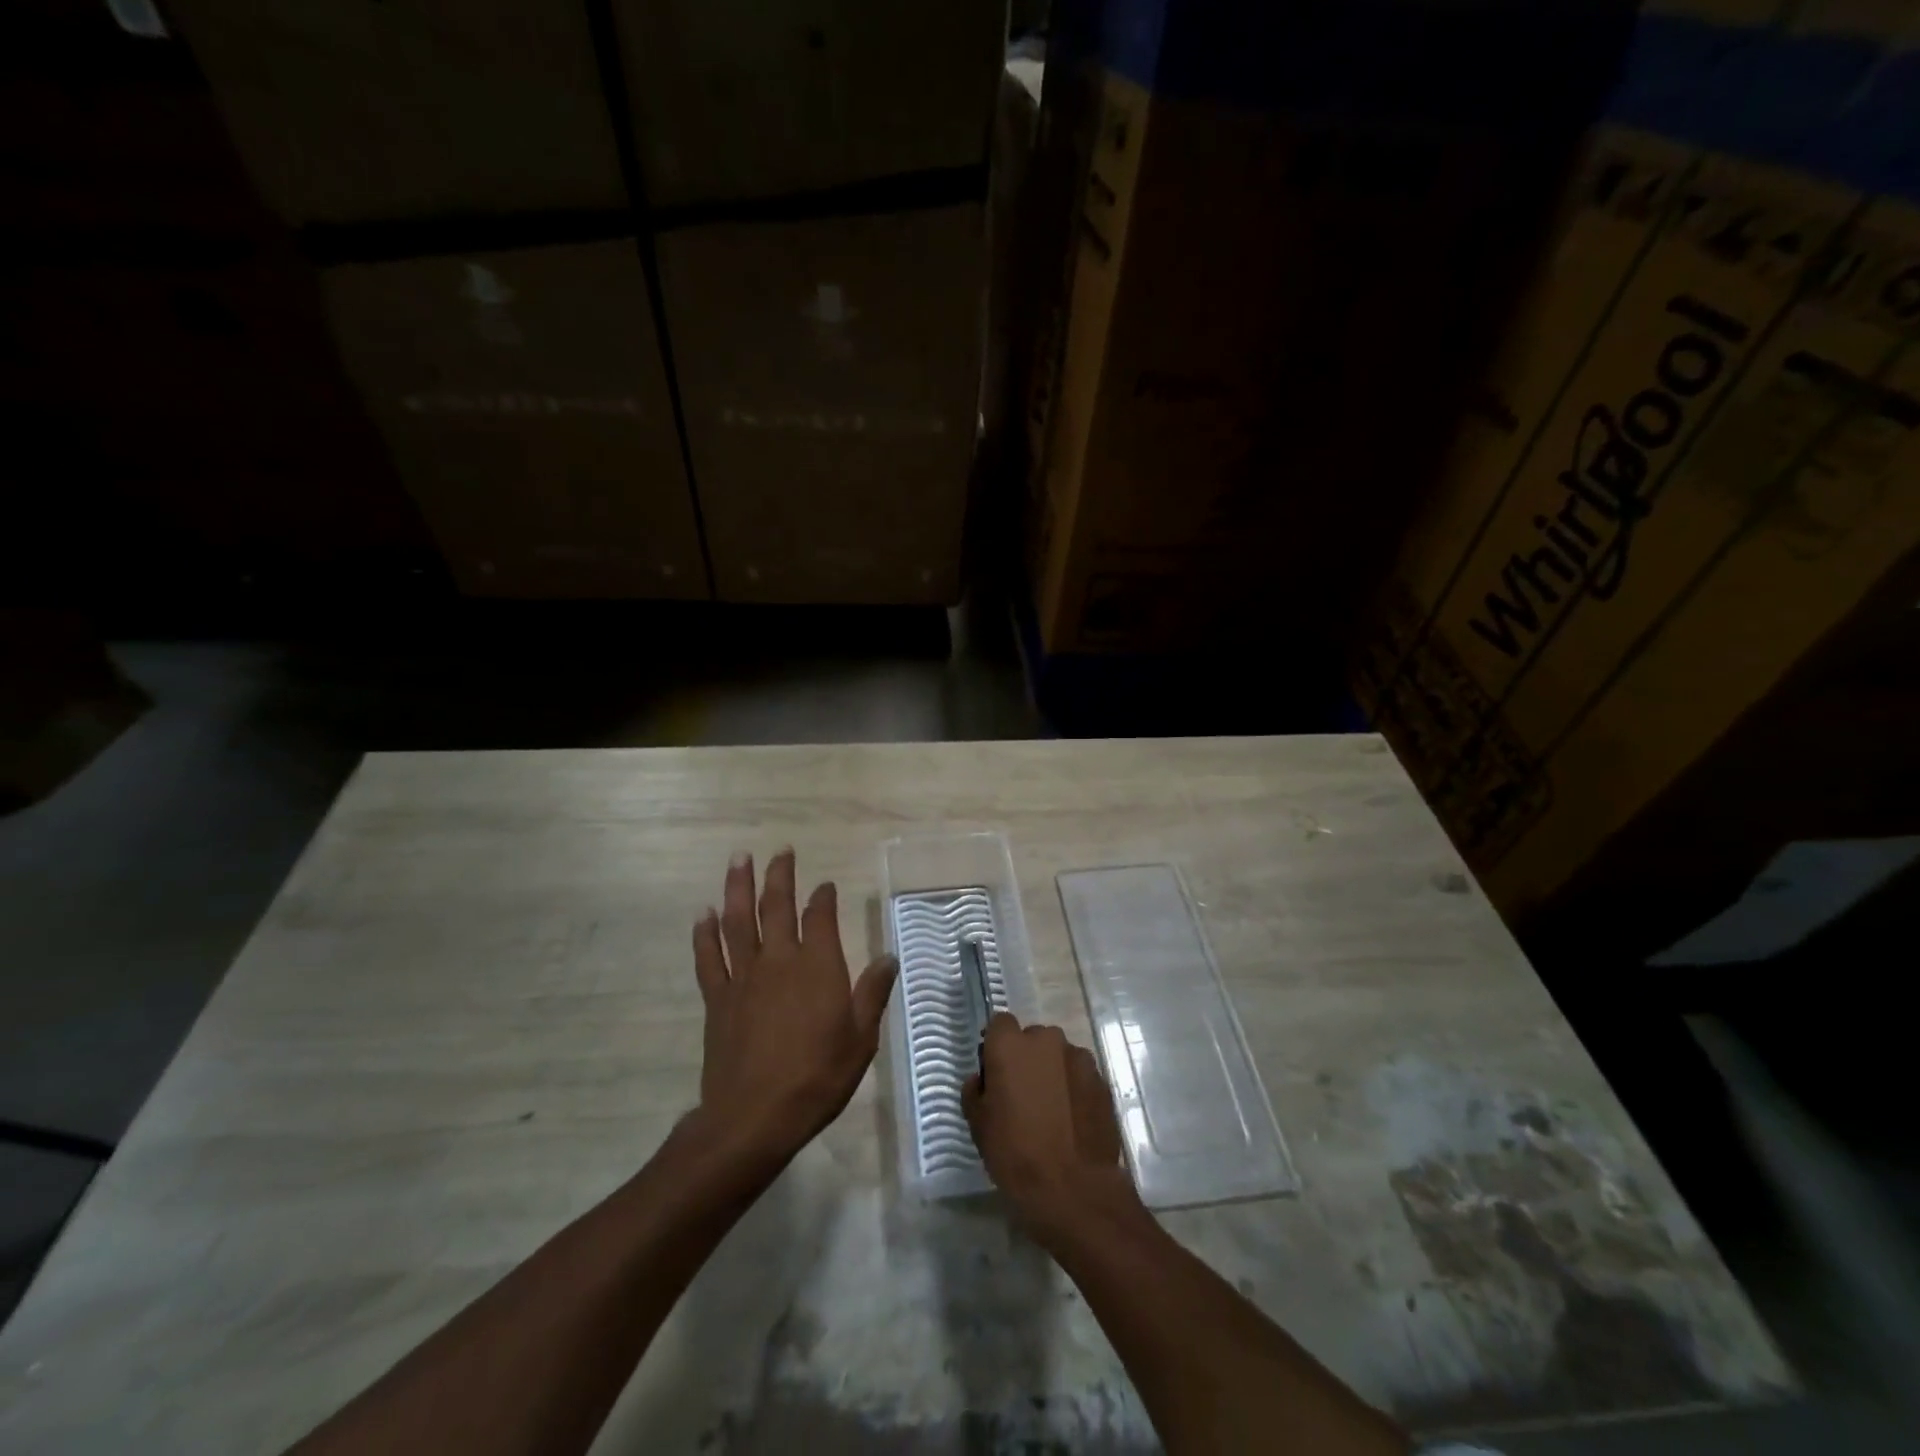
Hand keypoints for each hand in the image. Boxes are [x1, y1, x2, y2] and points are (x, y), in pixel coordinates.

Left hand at [691, 849, 897, 1166]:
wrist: (754, 1117)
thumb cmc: (817, 1077)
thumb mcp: (861, 1038)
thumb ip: (873, 993)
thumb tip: (888, 956)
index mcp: (818, 966)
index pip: (820, 917)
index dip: (823, 897)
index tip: (825, 886)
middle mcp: (779, 960)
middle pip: (777, 906)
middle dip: (780, 875)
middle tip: (781, 851)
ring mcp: (744, 977)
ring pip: (738, 920)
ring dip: (738, 887)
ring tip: (739, 859)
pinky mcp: (718, 998)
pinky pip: (709, 957)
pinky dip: (705, 933)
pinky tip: (703, 913)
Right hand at [964, 1014, 1141, 1243]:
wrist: (1073, 1188)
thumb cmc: (1015, 1153)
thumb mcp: (978, 1124)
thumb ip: (975, 1090)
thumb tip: (981, 1080)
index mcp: (1010, 1044)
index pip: (1000, 1024)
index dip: (996, 1046)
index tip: (996, 1073)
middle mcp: (1046, 1040)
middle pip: (1032, 1039)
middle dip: (1027, 1058)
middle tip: (1023, 1095)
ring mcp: (1079, 1058)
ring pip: (1059, 1056)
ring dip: (1053, 1072)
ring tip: (1051, 1110)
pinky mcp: (1101, 1080)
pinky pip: (1080, 1075)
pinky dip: (1074, 1089)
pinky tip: (1071, 1120)